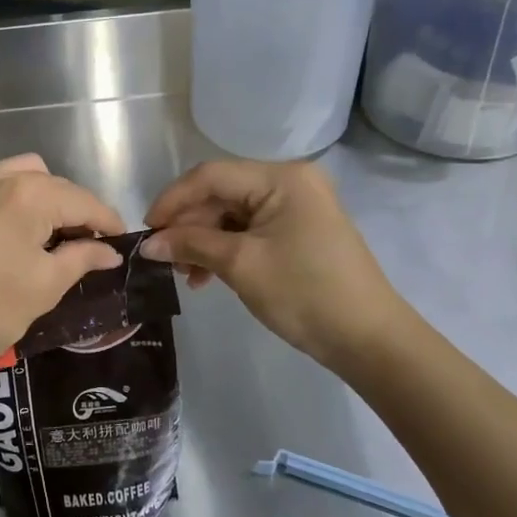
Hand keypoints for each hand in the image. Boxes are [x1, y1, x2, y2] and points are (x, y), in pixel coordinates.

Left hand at [0, 101, 125, 374]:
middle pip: (51, 186)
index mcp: (31, 198)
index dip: (106, 222)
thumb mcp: (45, 288)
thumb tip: (110, 251)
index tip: (117, 242)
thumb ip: (81, 259)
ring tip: (42, 225)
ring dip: (35, 191)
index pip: (82, 202)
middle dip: (73, 212)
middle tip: (81, 247)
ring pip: (14, 169)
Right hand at [140, 160, 410, 364]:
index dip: (173, 200)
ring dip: (204, 241)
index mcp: (281, 178)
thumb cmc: (304, 293)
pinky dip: (225, 249)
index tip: (147, 231)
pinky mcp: (299, 230)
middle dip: (189, 225)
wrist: (369, 340)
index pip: (211, 175)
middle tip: (163, 258)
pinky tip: (207, 276)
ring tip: (184, 275)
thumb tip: (148, 244)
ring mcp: (297, 206)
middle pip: (222, 194)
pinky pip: (250, 230)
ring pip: (233, 214)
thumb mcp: (241, 265)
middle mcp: (290, 182)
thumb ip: (191, 245)